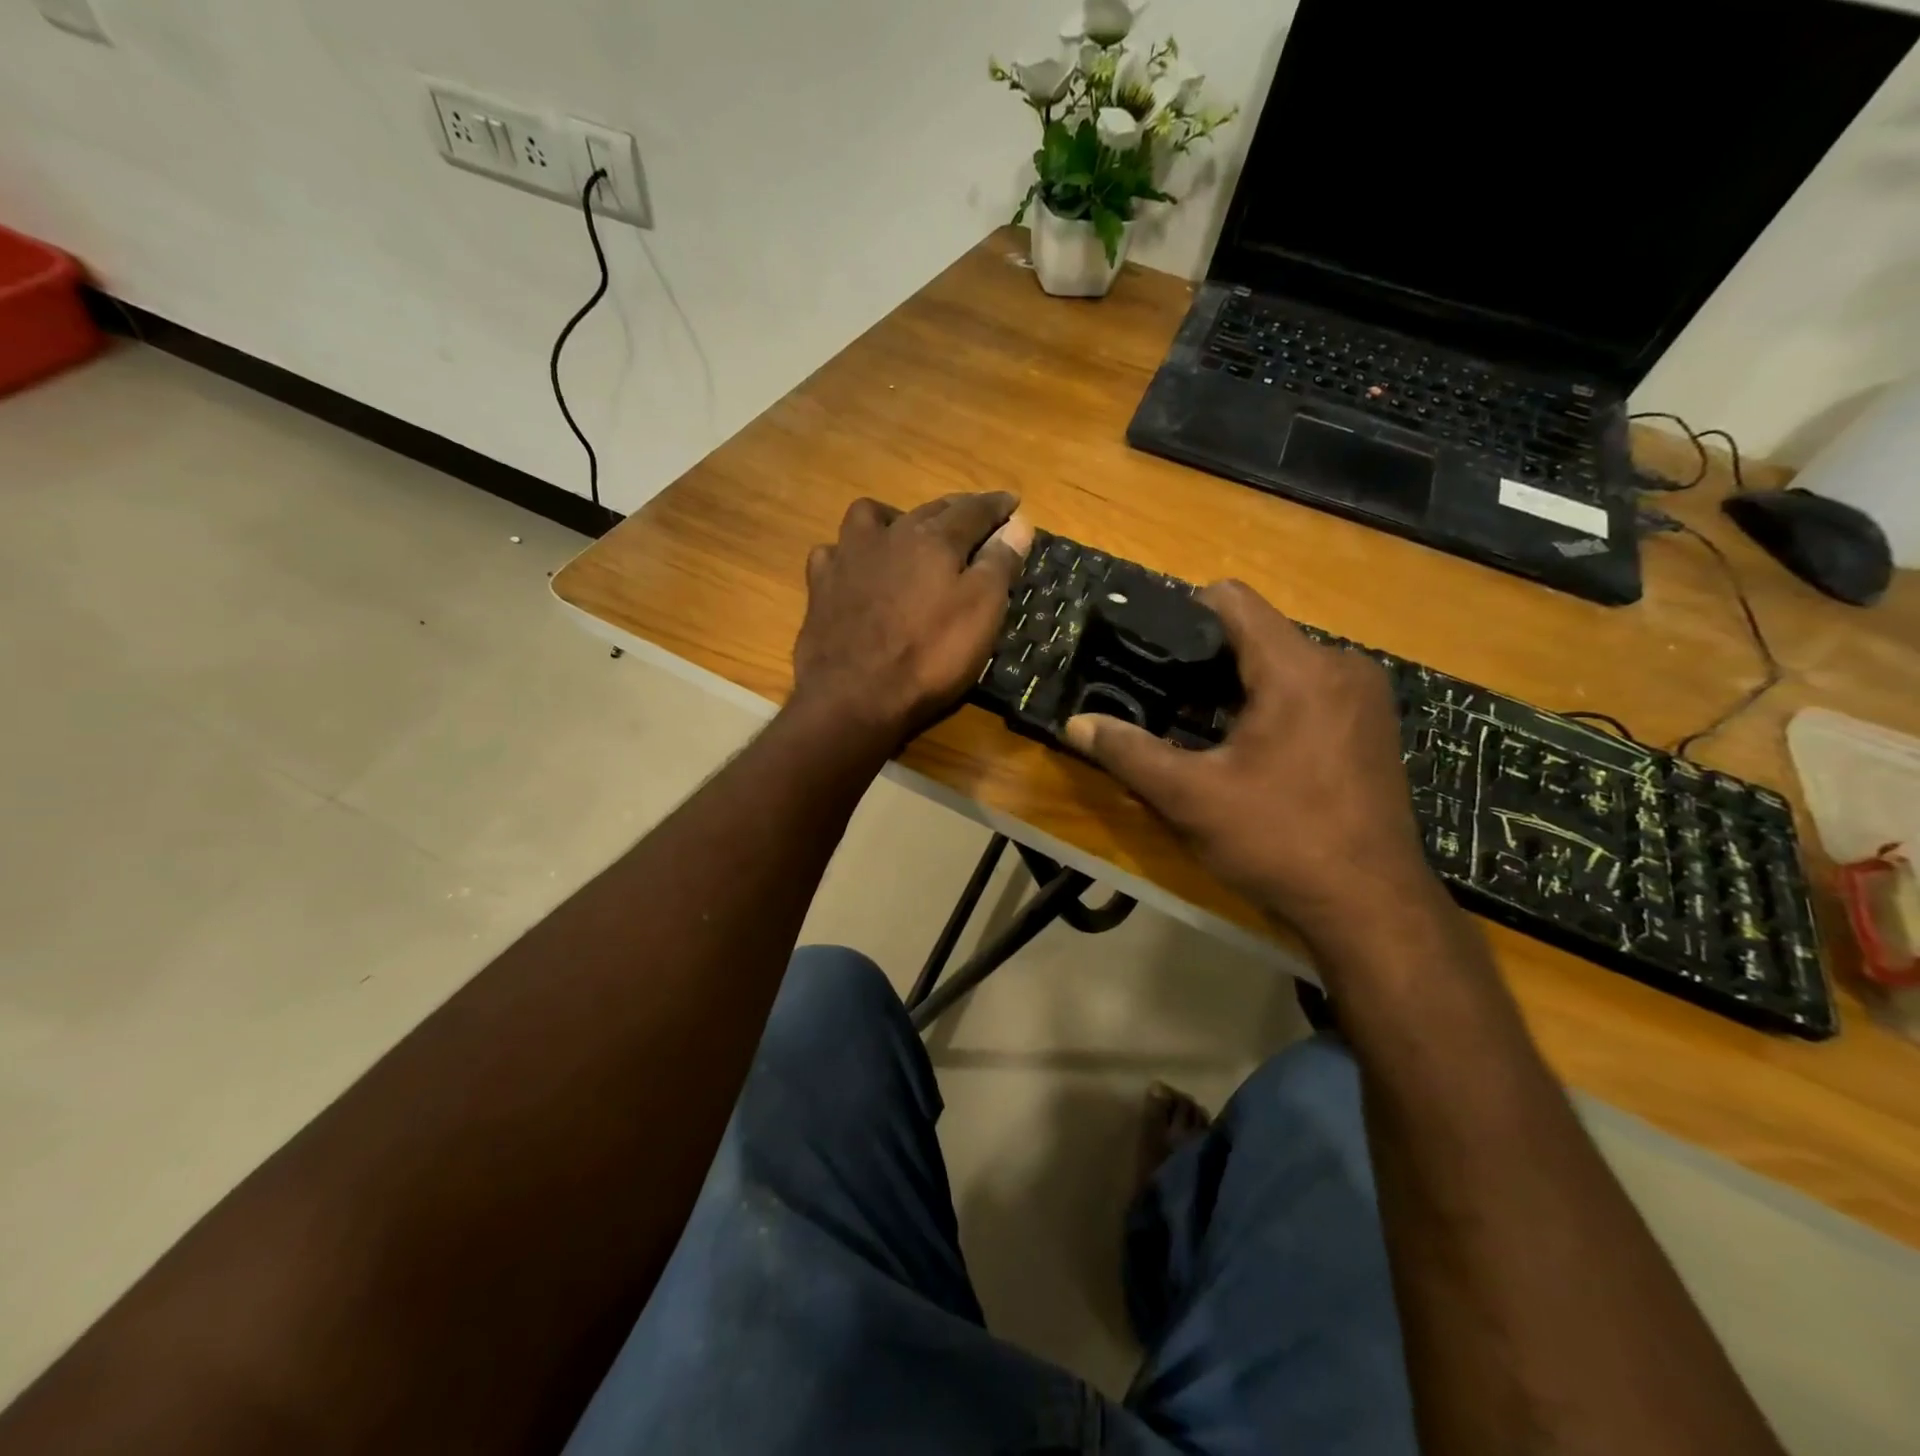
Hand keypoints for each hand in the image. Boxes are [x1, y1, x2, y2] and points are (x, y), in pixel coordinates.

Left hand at [791, 493, 1032, 748]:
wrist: (854, 696)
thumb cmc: (929, 656)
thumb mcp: (981, 612)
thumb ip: (999, 564)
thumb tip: (1018, 523)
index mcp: (934, 540)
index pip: (973, 511)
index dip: (996, 506)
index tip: (1013, 503)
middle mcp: (890, 536)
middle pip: (928, 510)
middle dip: (955, 510)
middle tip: (973, 518)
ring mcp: (848, 558)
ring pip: (870, 517)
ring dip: (894, 518)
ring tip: (906, 535)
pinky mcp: (820, 586)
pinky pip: (833, 553)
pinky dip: (848, 554)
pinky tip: (855, 569)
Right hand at [1064, 580, 1439, 948]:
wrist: (1371, 908)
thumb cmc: (1279, 841)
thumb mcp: (1190, 798)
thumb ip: (1129, 752)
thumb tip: (1075, 724)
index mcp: (1298, 668)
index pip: (1232, 600)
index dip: (1182, 613)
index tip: (1150, 649)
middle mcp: (1340, 665)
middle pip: (1257, 633)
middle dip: (1208, 660)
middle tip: (1164, 700)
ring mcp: (1364, 696)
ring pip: (1284, 664)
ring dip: (1239, 686)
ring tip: (1200, 727)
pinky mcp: (1374, 725)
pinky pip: (1311, 690)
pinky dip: (1273, 704)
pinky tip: (1251, 750)